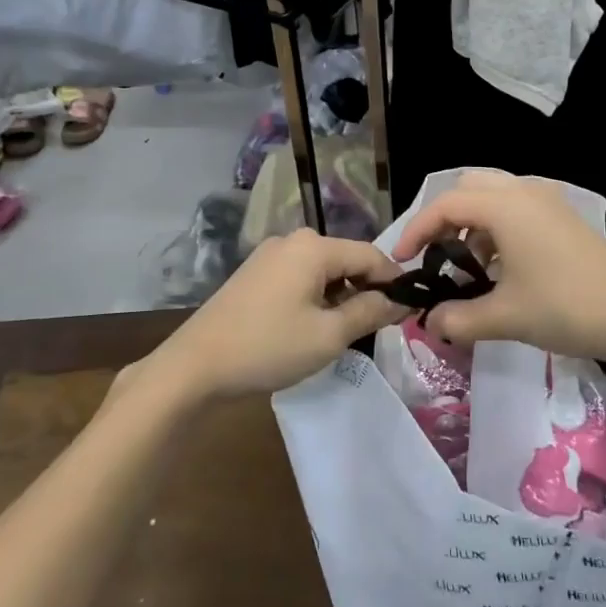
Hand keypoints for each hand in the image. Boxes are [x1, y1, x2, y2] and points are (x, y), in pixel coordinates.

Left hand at [142, 230, 401, 400]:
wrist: (195, 366)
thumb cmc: (268, 348)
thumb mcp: (329, 335)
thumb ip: (370, 312)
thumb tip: (402, 301)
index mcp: (314, 246)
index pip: (371, 255)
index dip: (394, 281)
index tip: (410, 310)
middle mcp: (293, 240)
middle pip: (346, 260)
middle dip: (366, 289)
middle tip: (379, 327)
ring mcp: (270, 255)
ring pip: (323, 270)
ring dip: (340, 296)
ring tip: (347, 332)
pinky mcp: (255, 273)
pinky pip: (300, 277)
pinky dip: (316, 297)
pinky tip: (313, 327)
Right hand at [389, 172, 605, 375]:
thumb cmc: (566, 307)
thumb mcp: (505, 317)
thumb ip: (459, 318)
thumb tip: (430, 322)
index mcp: (505, 207)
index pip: (445, 204)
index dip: (416, 230)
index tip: (402, 260)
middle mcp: (525, 192)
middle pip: (470, 187)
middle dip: (445, 218)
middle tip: (436, 254)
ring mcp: (550, 202)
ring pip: (496, 196)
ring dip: (474, 223)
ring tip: (469, 266)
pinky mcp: (566, 217)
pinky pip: (519, 208)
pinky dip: (499, 227)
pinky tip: (504, 267)